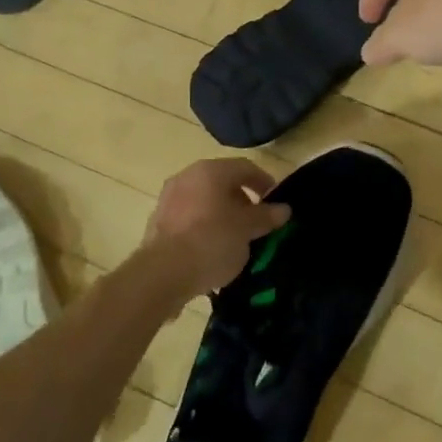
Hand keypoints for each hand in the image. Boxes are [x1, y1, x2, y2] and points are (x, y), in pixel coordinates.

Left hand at [142, 159, 291, 298]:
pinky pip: (189, 218)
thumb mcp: (246, 230)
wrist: (162, 274)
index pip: (245, 167)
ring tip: (236, 239)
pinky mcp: (158, 222)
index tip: (276, 202)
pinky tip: (212, 250)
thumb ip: (266, 216)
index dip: (264, 182)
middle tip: (257, 223)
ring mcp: (169, 199)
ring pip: (204, 201)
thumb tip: (283, 209)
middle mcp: (187, 177)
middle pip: (223, 182)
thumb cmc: (211, 242)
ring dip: (223, 215)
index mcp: (210, 171)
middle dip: (243, 201)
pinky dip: (204, 227)